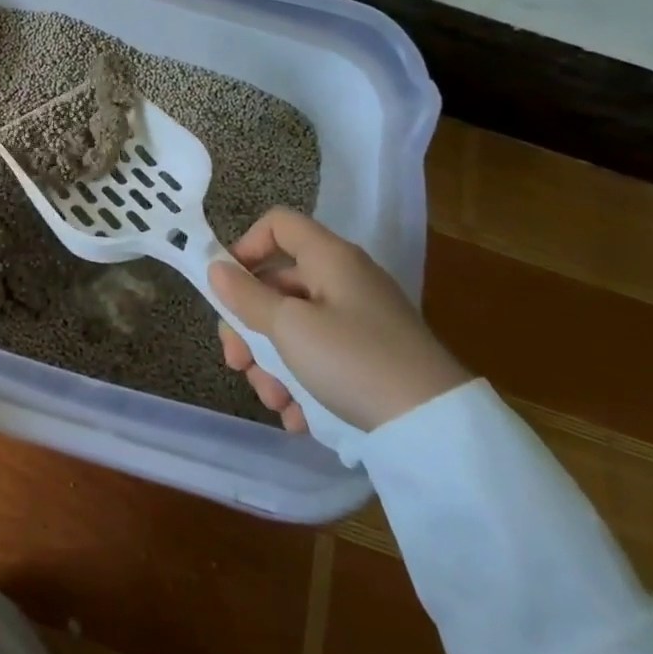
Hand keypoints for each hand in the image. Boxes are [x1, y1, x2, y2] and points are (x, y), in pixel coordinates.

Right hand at [209, 208, 469, 432]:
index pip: (277, 224)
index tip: (228, 287)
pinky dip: (303, 384)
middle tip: (238, 364)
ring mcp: (359, 321)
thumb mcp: (289, 328)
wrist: (436, 429)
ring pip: (294, 329)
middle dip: (250, 328)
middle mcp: (344, 281)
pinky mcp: (370, 359)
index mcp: (329, 258)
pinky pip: (320, 359)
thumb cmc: (353, 361)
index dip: (245, 246)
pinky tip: (299, 417)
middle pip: (278, 286)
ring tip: (276, 402)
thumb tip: (216, 269)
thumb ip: (246, 297)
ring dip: (272, 365)